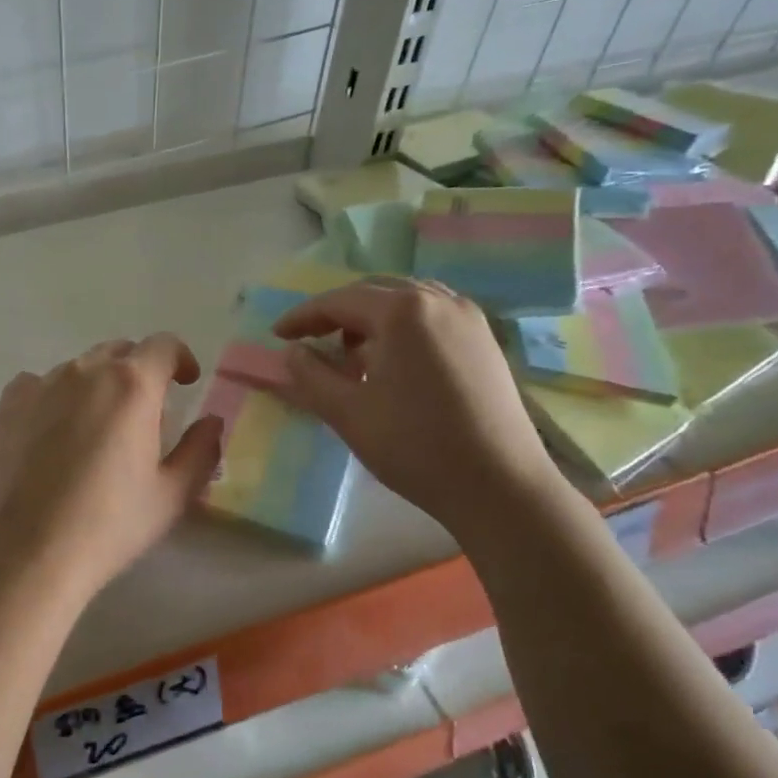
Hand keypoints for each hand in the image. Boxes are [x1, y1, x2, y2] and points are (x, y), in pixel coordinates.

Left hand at [0, 334, 223, 602]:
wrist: (29, 551)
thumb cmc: (110, 524)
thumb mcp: (172, 494)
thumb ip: (200, 450)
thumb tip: (211, 422)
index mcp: (133, 385)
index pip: (163, 345)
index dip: (180, 359)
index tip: (185, 383)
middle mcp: (85, 371)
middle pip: (120, 352)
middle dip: (139, 371)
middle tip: (144, 412)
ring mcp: (42, 384)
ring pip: (79, 368)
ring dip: (97, 385)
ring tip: (96, 427)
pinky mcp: (9, 405)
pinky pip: (38, 384)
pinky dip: (54, 396)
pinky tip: (53, 430)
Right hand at [270, 279, 561, 533]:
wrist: (500, 485)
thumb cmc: (415, 446)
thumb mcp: (348, 413)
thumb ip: (311, 375)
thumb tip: (292, 352)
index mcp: (403, 311)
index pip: (340, 301)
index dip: (303, 316)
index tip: (277, 335)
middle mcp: (439, 301)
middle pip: (374, 292)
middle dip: (336, 313)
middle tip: (309, 340)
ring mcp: (469, 318)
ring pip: (406, 301)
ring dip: (370, 319)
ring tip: (350, 353)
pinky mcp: (485, 340)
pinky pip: (432, 317)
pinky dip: (402, 328)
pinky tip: (392, 363)